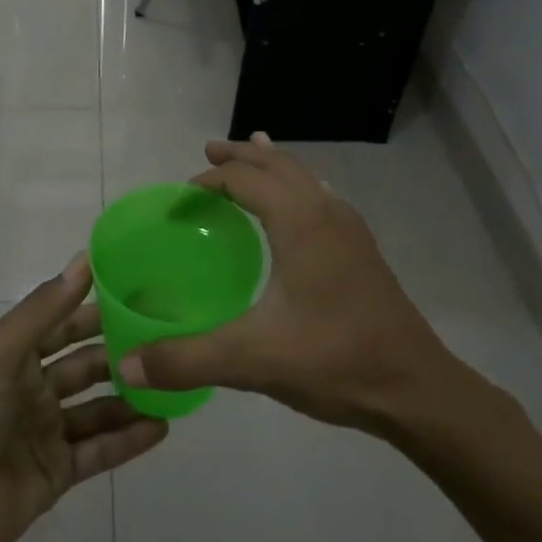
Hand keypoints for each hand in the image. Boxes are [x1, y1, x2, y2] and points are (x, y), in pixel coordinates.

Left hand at [0, 255, 168, 541]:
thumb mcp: (1, 353)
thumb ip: (44, 310)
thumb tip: (84, 260)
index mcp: (14, 358)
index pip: (61, 325)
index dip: (92, 309)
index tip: (135, 293)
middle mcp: (33, 390)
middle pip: (84, 365)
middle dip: (118, 352)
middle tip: (165, 337)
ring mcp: (48, 432)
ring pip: (98, 407)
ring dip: (129, 396)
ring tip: (171, 382)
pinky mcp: (60, 470)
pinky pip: (101, 450)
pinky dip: (129, 439)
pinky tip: (162, 427)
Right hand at [116, 134, 490, 438]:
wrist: (417, 390)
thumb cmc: (335, 361)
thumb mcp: (252, 360)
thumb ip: (185, 360)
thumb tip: (124, 366)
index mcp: (301, 223)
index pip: (245, 180)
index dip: (208, 182)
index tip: (178, 201)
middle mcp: (327, 214)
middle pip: (279, 166)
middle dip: (242, 157)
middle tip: (208, 152)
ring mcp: (351, 232)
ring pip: (306, 179)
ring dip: (273, 167)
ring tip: (252, 157)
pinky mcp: (362, 253)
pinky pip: (321, 200)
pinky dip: (297, 188)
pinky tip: (296, 211)